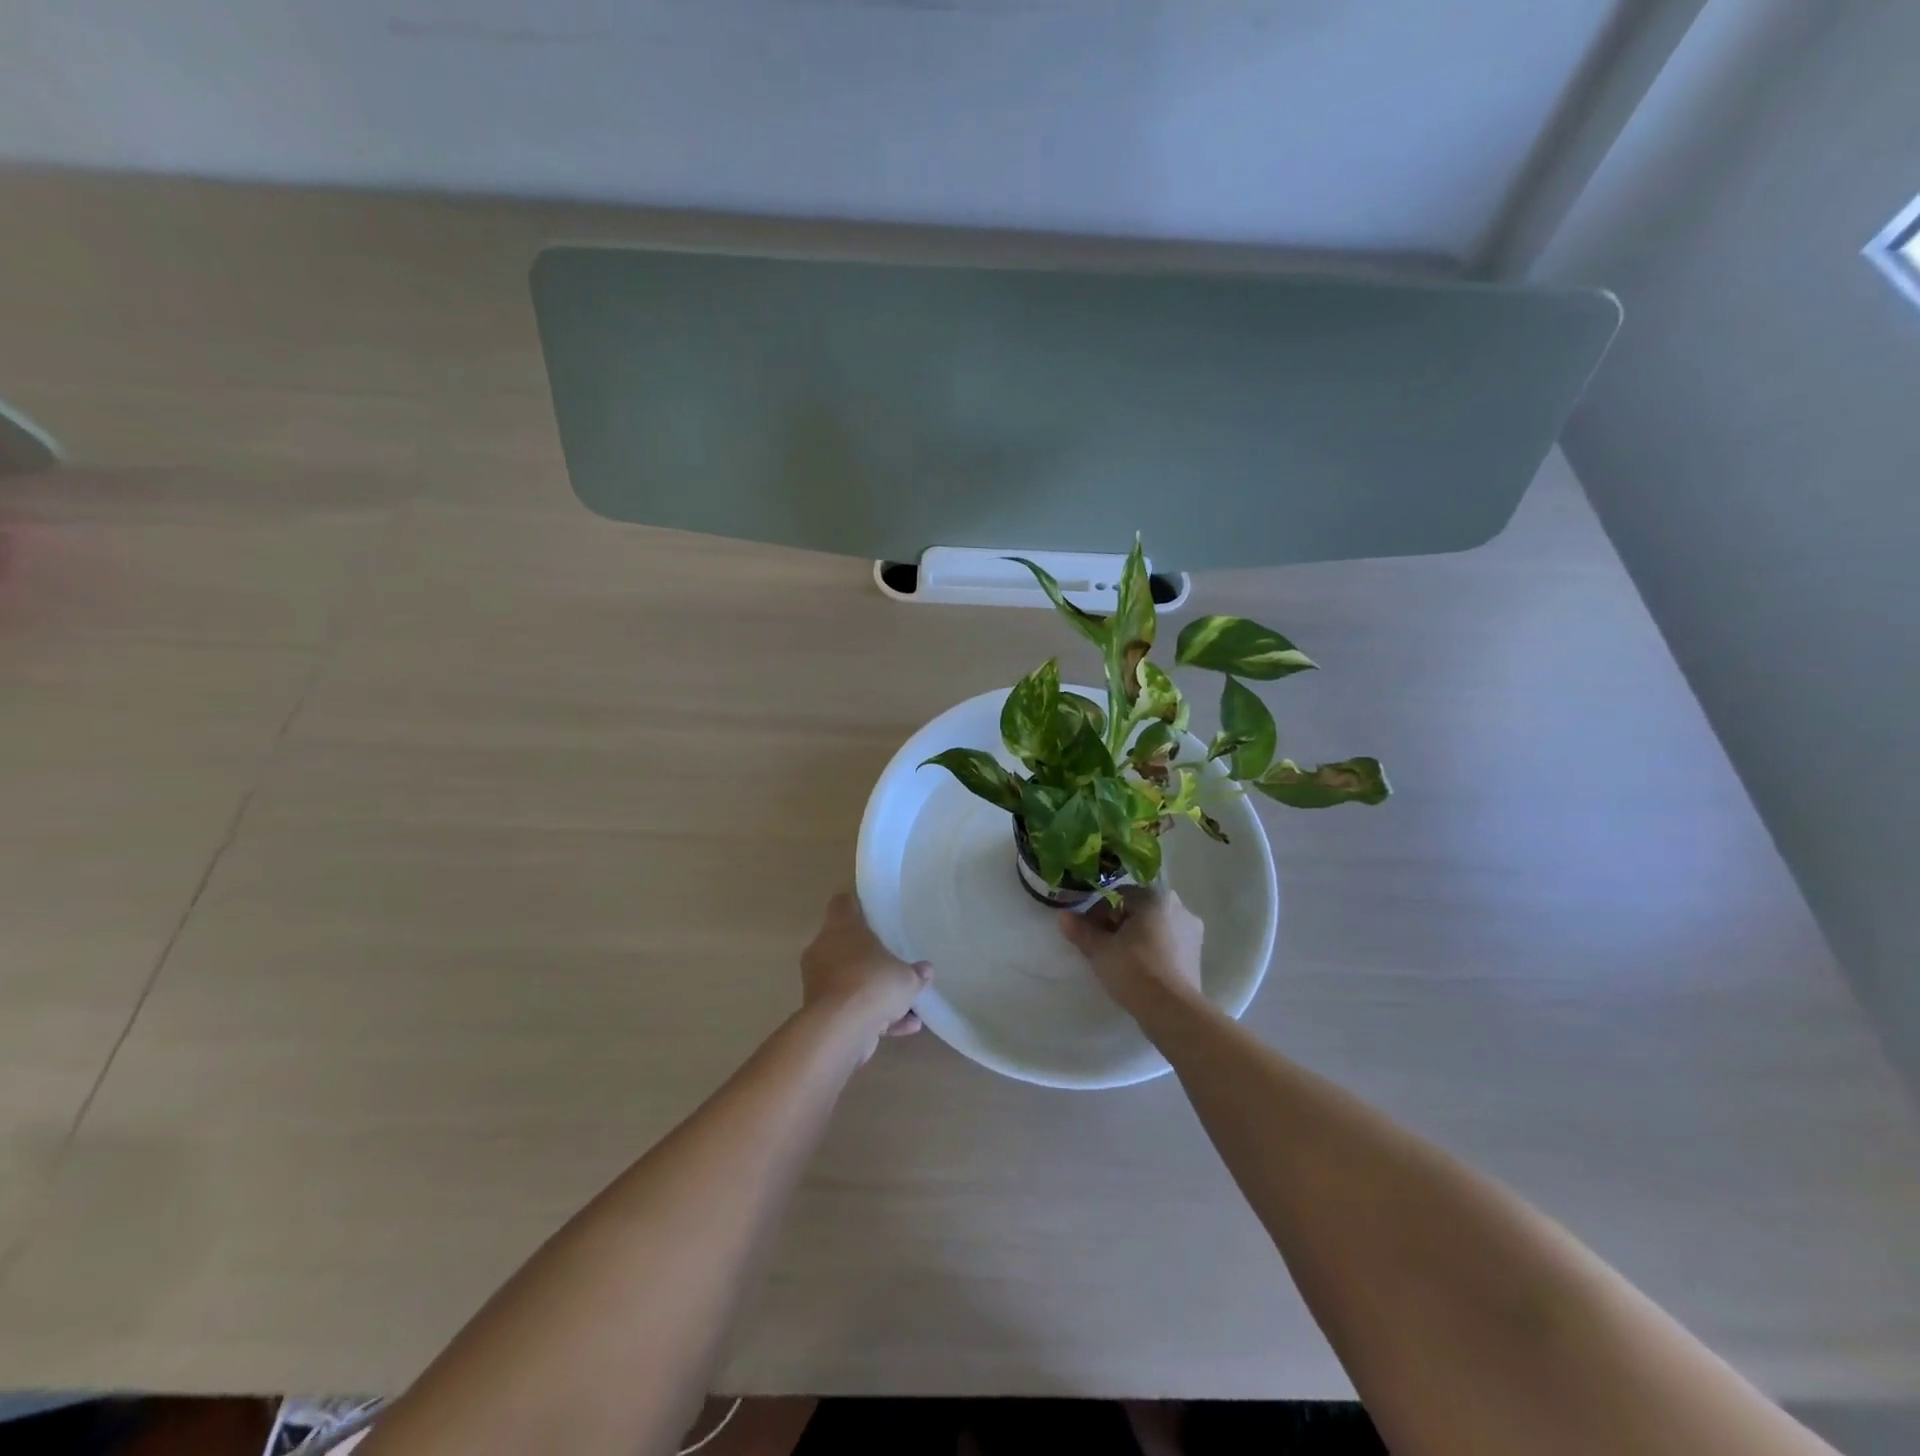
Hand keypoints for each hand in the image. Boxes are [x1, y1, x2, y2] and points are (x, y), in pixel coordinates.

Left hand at [800, 893, 932, 1058]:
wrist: (840, 1030)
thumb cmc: (873, 984)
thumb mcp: (907, 977)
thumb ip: (916, 973)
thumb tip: (925, 970)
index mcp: (841, 929)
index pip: (843, 904)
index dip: (856, 906)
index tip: (873, 913)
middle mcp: (824, 950)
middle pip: (845, 945)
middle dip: (868, 956)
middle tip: (892, 963)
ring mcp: (820, 982)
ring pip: (849, 980)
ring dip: (874, 992)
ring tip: (907, 1006)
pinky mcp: (820, 1013)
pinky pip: (851, 1008)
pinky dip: (873, 1016)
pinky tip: (905, 1027)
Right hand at [1058, 885, 1203, 1012]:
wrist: (1172, 1010)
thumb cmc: (1134, 970)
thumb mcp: (1100, 950)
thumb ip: (1081, 930)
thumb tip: (1063, 917)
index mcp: (1155, 897)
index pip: (1118, 895)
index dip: (1098, 913)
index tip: (1088, 933)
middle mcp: (1179, 906)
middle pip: (1138, 909)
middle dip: (1117, 923)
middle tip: (1102, 946)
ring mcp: (1191, 930)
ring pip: (1154, 926)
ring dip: (1135, 936)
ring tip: (1119, 959)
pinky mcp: (1196, 954)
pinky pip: (1168, 942)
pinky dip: (1152, 949)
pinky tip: (1140, 969)